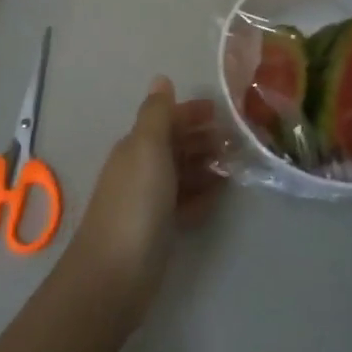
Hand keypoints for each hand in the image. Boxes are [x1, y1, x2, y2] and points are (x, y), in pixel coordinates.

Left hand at [68, 77, 224, 320]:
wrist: (115, 273)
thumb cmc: (136, 203)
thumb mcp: (147, 149)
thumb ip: (157, 114)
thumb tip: (160, 78)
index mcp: (135, 146)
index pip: (165, 120)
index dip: (190, 113)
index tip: (221, 111)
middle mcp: (140, 169)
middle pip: (174, 146)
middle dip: (201, 138)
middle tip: (235, 140)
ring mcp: (148, 201)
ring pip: (180, 174)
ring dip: (204, 166)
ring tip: (234, 165)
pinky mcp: (158, 229)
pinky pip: (184, 203)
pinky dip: (200, 195)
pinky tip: (219, 195)